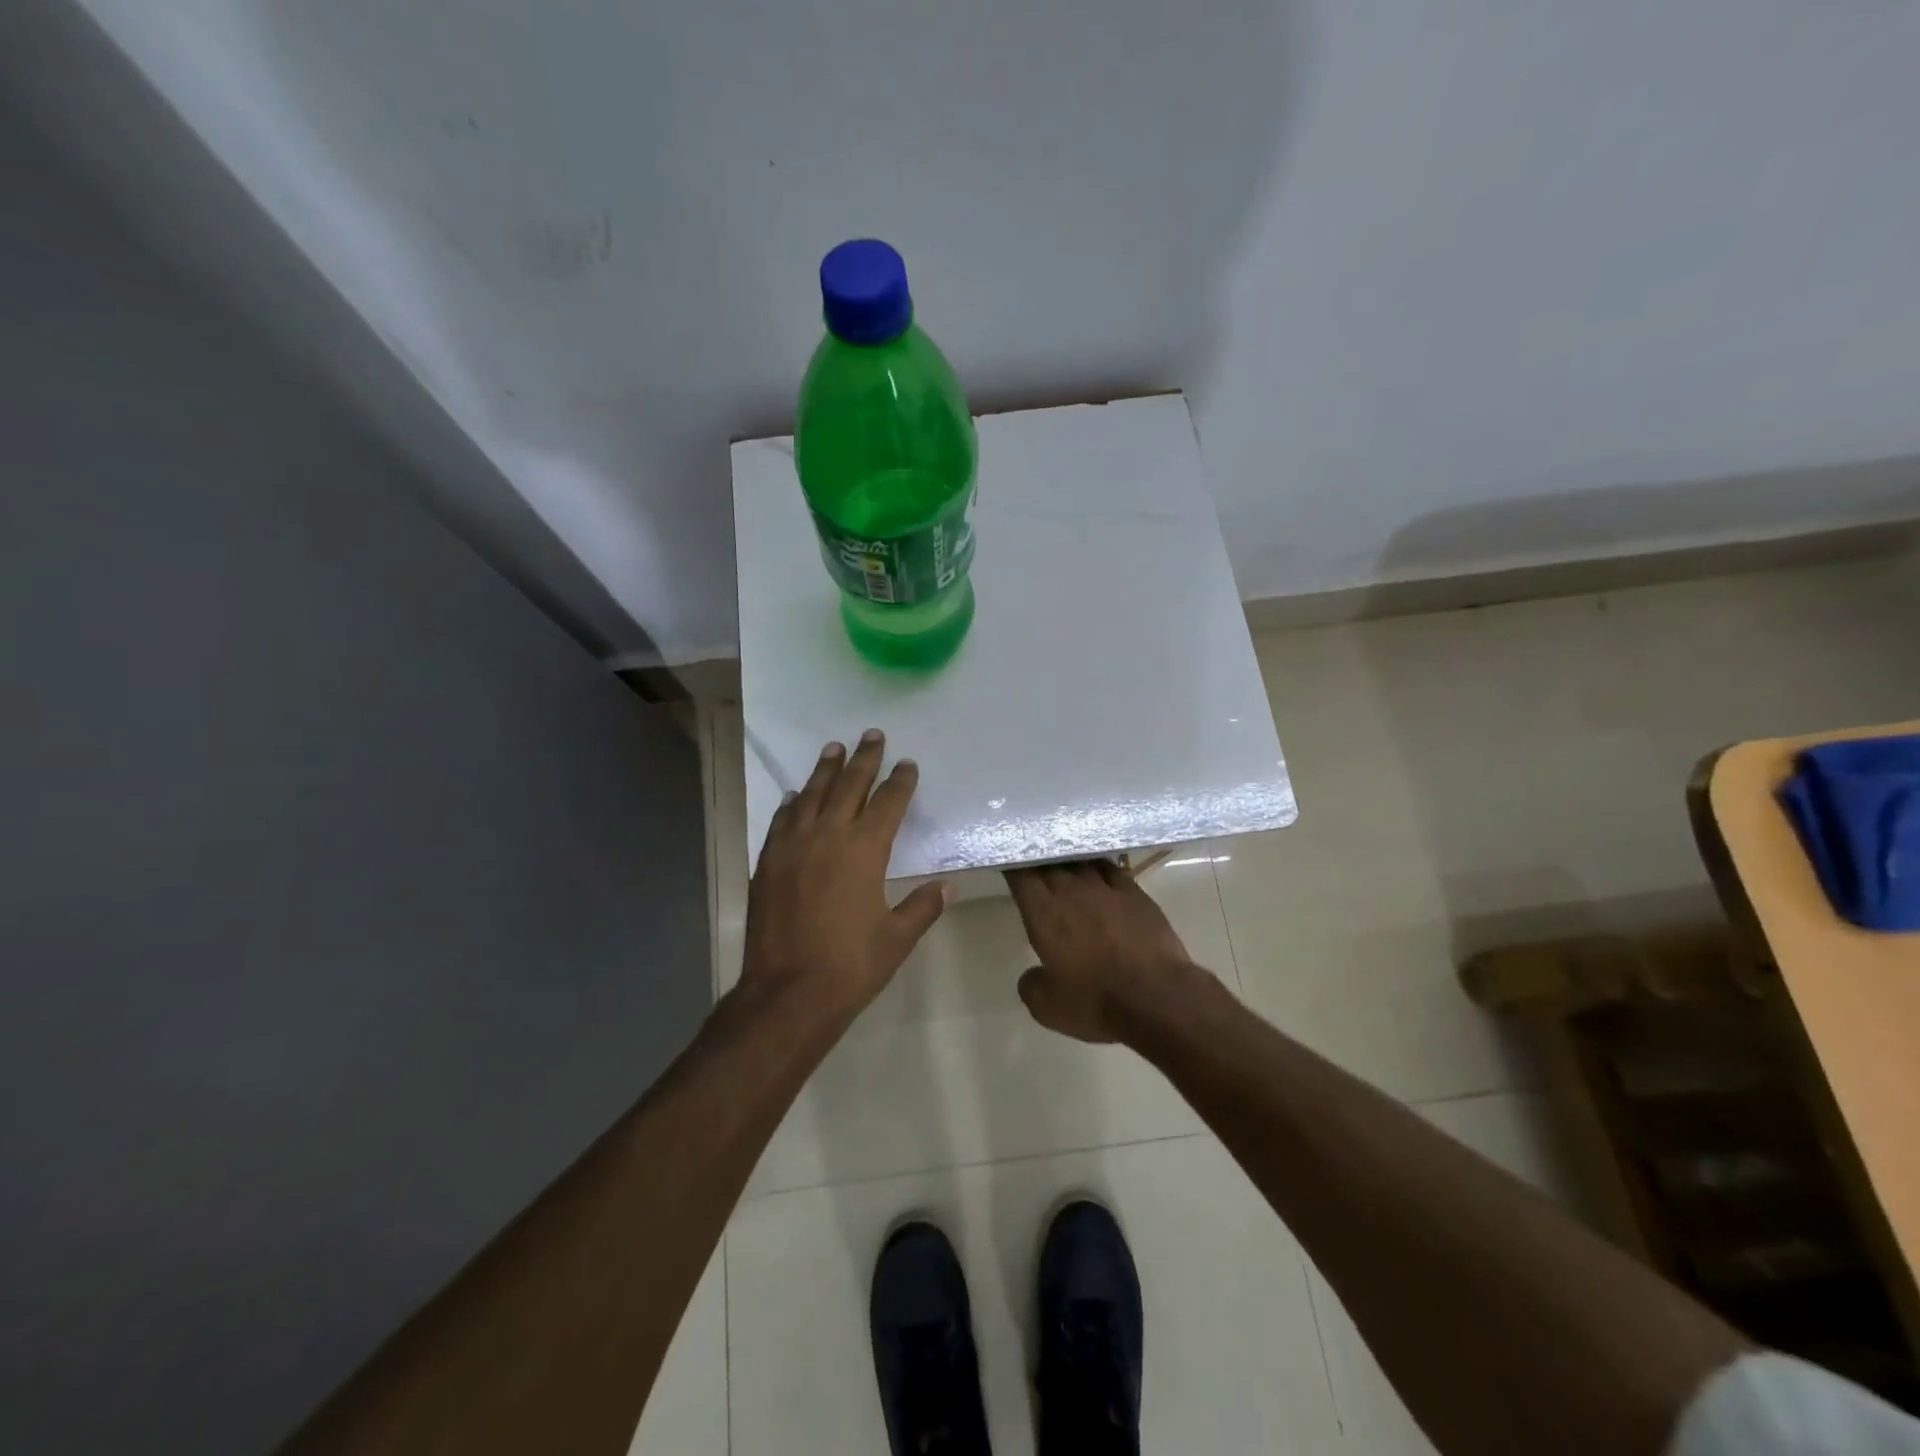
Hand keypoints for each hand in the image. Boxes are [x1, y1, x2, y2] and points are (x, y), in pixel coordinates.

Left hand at [739, 731, 948, 1024]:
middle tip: (871, 735)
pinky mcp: (768, 862)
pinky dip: (793, 804)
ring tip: (833, 748)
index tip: (907, 763)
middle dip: (863, 759)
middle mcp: (828, 836)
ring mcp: (793, 847)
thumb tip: (948, 885)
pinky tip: (796, 796)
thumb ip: (923, 906)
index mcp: (865, 850)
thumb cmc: (851, 965)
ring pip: (812, 795)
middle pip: (849, 786)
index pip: (888, 803)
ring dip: (825, 770)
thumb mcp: (897, 938)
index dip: (900, 781)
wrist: (788, 992)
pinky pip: (782, 821)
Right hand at [1003, 860, 1195, 1042]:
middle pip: (1049, 863)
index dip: (1012, 866)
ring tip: (1062, 864)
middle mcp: (1071, 892)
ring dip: (1067, 861)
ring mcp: (1105, 889)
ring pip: (1079, 862)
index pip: (1021, 876)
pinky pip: (1110, 869)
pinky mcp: (1134, 893)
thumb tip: (1033, 975)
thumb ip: (1032, 985)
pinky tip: (1097, 870)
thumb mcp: (1048, 1007)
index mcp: (1043, 914)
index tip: (1008, 864)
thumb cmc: (1096, 1001)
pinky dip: (1099, 866)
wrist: (1157, 997)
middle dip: (1038, 859)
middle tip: (1032, 862)